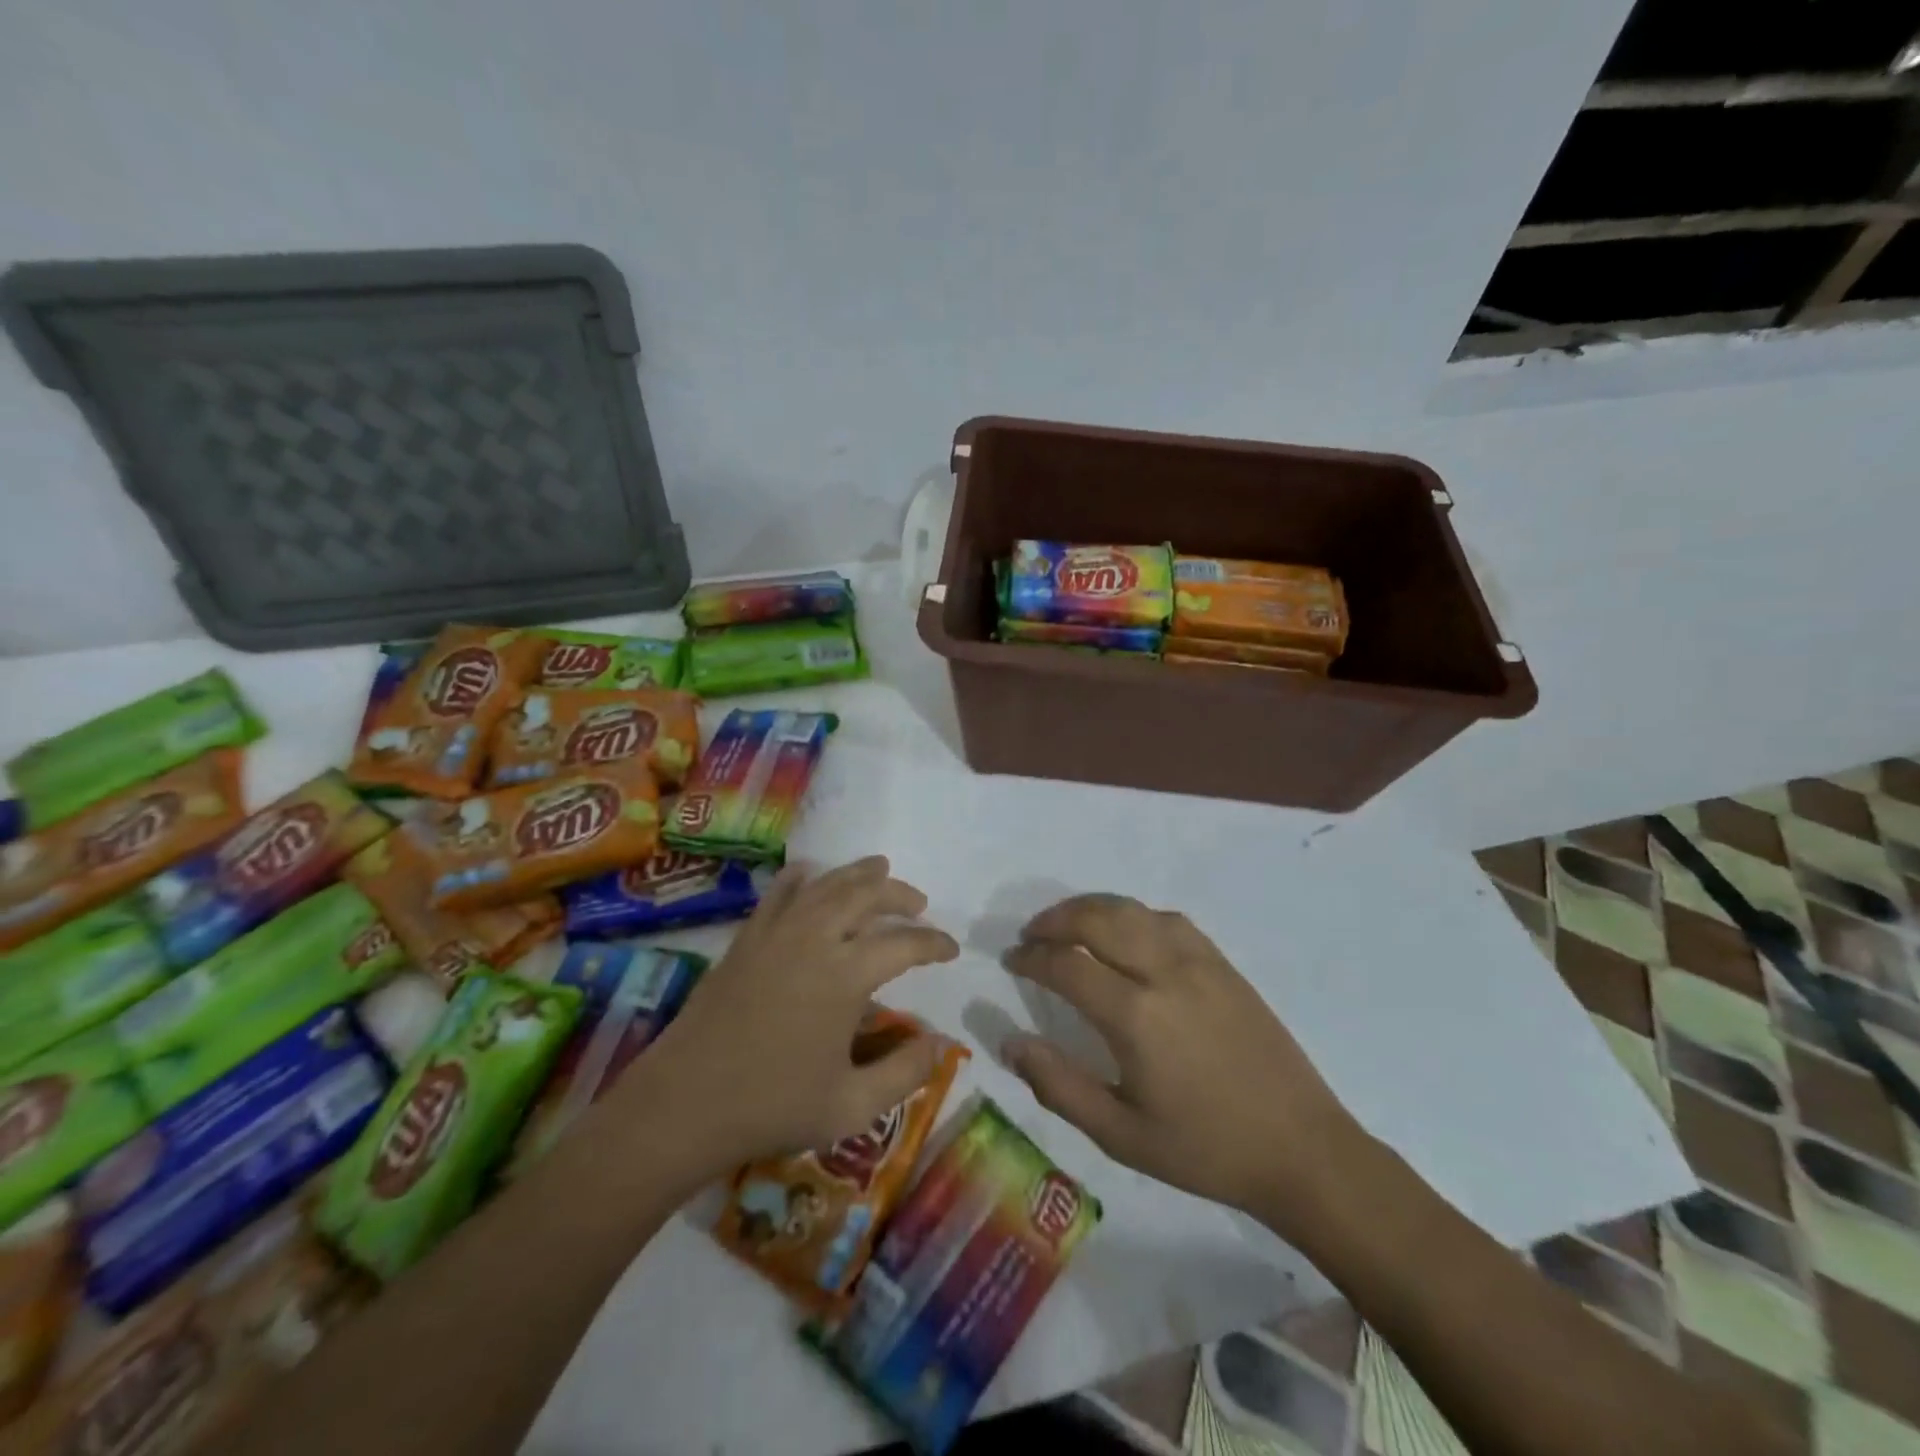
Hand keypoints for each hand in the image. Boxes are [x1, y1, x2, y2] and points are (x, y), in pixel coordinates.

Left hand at [627, 857, 960, 1181]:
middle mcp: (815, 939)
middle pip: (867, 895)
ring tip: (880, 870)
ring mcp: (777, 932)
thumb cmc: (772, 1107)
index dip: (934, 943)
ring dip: (858, 874)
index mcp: (846, 975)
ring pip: (826, 884)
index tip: (951, 949)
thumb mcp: (851, 1106)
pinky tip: (812, 874)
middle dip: (899, 894)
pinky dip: (803, 877)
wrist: (684, 1104)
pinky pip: (780, 892)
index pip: (904, 944)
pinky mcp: (747, 938)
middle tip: (918, 903)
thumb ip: (904, 1073)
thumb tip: (941, 1044)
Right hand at [1003, 894, 1360, 1227]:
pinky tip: (1125, 932)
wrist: (1300, 1148)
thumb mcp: (1120, 1135)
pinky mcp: (1222, 963)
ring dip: (1090, 908)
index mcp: (1136, 1016)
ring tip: (1067, 925)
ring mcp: (1199, 961)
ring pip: (1131, 909)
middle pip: (1096, 918)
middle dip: (1054, 919)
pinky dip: (1133, 914)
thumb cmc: (1204, 1149)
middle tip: (1031, 935)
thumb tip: (1008, 1041)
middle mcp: (1164, 972)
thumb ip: (1058, 1085)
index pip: (1067, 964)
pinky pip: (1167, 919)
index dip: (1032, 957)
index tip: (1012, 961)